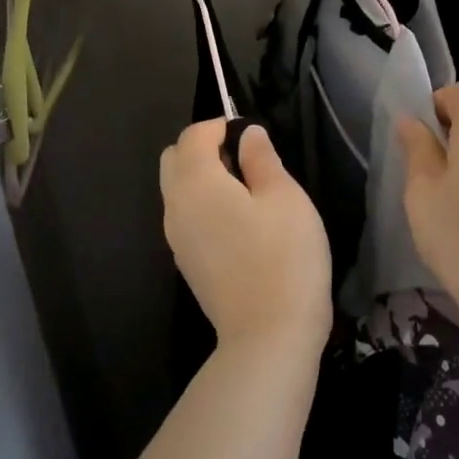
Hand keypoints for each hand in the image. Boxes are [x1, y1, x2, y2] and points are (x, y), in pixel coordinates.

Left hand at [160, 121, 331, 354]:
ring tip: (247, 191)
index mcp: (196, 183)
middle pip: (173, 159)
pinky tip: (238, 222)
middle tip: (246, 160)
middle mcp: (175, 207)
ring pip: (176, 189)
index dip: (220, 125)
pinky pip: (184, 216)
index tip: (252, 135)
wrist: (270, 334)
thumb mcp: (285, 198)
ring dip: (201, 177)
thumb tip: (248, 134)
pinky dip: (202, 204)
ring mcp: (176, 238)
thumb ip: (262, 159)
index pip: (193, 135)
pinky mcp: (186, 262)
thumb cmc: (285, 256)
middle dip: (203, 148)